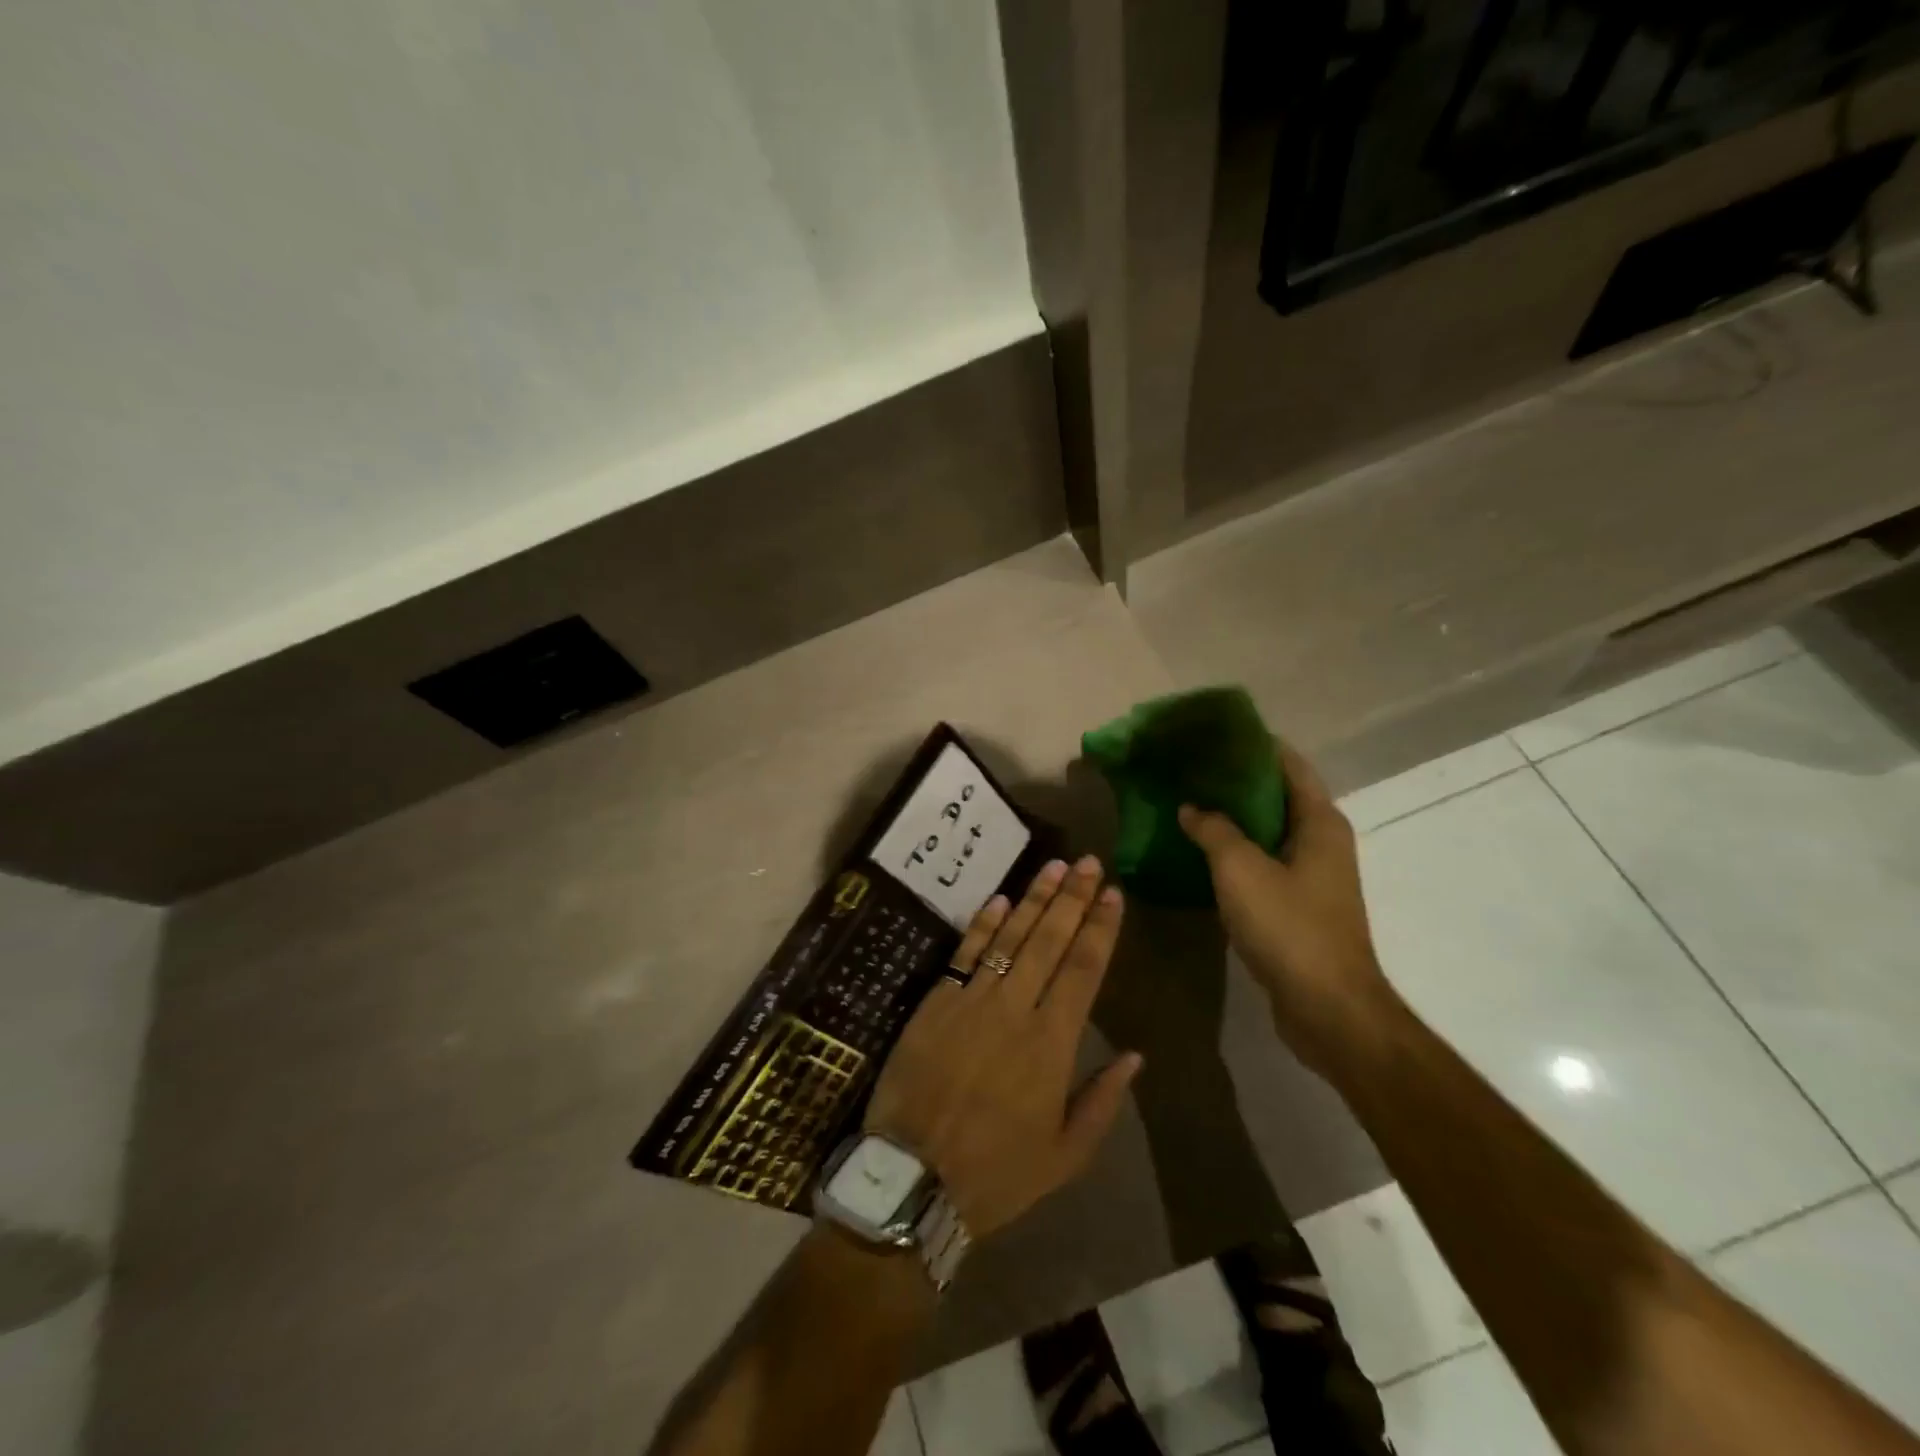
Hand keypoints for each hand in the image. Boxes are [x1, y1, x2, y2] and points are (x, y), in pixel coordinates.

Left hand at [865, 856, 1142, 1240]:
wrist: (913, 1180)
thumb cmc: (996, 1173)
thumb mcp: (1065, 1155)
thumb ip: (1103, 1101)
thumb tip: (1135, 1055)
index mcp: (1052, 1045)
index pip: (1083, 970)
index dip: (1100, 929)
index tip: (1113, 894)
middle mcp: (1015, 1010)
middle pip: (1050, 942)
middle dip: (1073, 898)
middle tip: (1088, 862)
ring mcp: (972, 1000)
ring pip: (1010, 938)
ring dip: (1034, 899)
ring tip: (1055, 866)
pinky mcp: (936, 1001)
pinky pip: (965, 953)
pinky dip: (983, 924)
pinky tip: (1001, 899)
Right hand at [1177, 744, 1400, 1077]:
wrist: (1327, 1008)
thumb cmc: (1289, 927)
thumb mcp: (1240, 869)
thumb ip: (1214, 830)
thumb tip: (1192, 807)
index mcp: (1319, 821)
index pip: (1287, 763)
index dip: (1251, 744)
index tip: (1209, 734)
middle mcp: (1322, 841)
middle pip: (1276, 794)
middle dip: (1234, 779)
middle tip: (1187, 768)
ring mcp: (1312, 875)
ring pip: (1267, 830)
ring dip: (1232, 817)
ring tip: (1186, 802)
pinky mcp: (1298, 904)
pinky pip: (1263, 861)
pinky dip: (1234, 850)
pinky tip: (1199, 851)